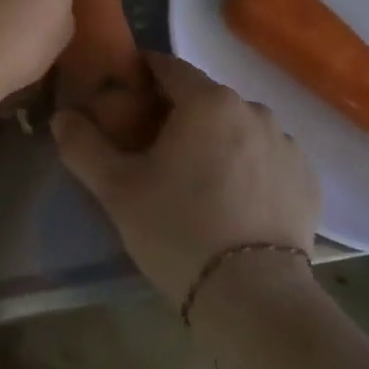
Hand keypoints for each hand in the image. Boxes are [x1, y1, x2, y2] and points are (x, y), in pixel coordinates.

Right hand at [53, 53, 318, 306]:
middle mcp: (252, 108)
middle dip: (178, 114)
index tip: (125, 102)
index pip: (167, 67)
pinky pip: (266, 157)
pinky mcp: (307, 178)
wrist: (257, 300)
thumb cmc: (179, 231)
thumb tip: (61, 117)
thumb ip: (83, 145)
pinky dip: (248, 167)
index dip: (142, 78)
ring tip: (197, 183)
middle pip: (203, 98)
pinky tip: (234, 203)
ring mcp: (286, 143)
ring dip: (215, 140)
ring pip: (237, 127)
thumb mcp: (117, 190)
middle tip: (154, 152)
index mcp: (207, 100)